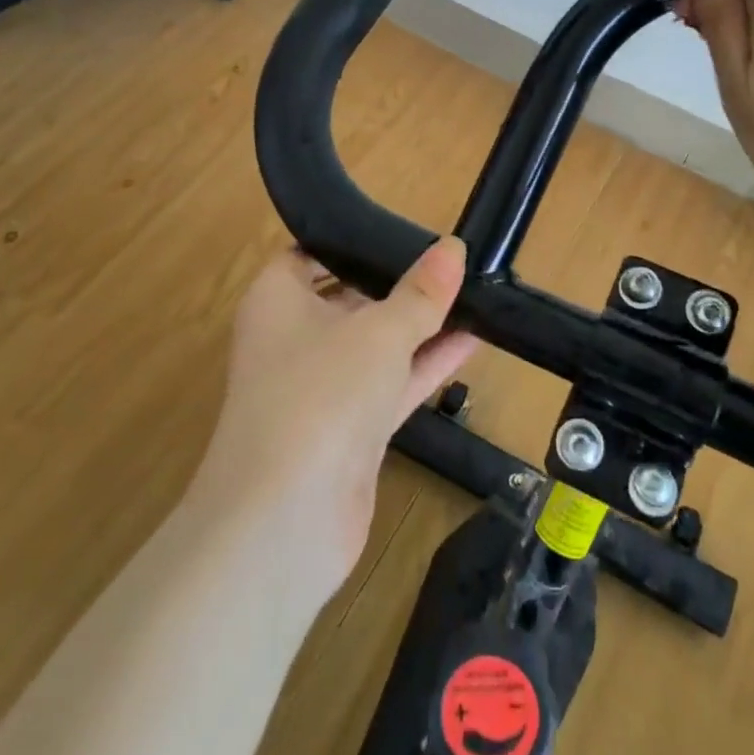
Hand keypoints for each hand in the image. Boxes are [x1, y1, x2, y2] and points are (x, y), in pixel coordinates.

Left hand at [187, 239, 476, 599]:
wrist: (285, 521)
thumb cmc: (320, 394)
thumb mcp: (380, 331)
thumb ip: (421, 292)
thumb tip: (453, 247)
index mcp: (278, 299)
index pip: (313, 254)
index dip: (355, 241)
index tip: (405, 232)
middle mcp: (294, 338)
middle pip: (350, 297)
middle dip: (399, 283)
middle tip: (453, 260)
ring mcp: (322, 387)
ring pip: (376, 343)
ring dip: (421, 325)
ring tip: (475, 295)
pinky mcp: (348, 430)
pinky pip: (392, 383)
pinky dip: (426, 364)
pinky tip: (473, 341)